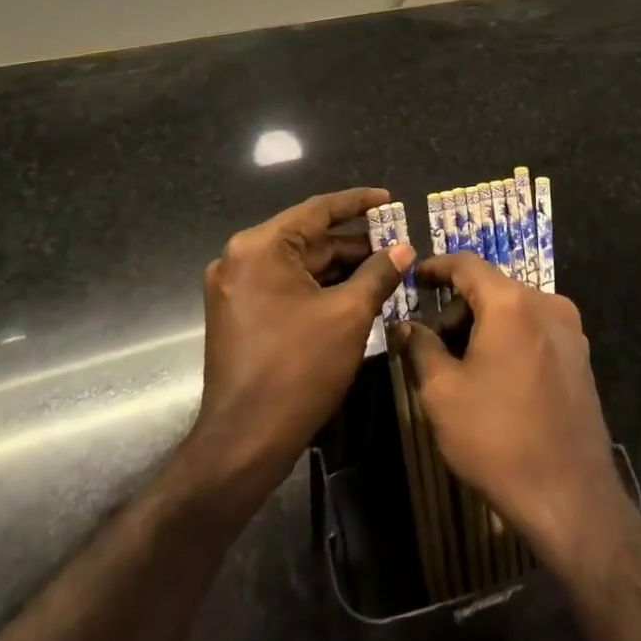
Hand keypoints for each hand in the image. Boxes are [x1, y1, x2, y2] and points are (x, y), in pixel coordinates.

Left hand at [186, 187, 410, 510]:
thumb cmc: (298, 369)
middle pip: (308, 238)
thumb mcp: (349, 315)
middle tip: (397, 242)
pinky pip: (286, 286)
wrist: (244, 442)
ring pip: (299, 265)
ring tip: (385, 267)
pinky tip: (356, 292)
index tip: (390, 199)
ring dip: (340, 267)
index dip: (358, 203)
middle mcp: (241, 258)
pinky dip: (320, 287)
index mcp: (261, 247)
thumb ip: (378, 273)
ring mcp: (236, 288)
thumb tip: (404, 248)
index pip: (318, 210)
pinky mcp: (240, 314)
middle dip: (354, 242)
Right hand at [392, 253, 629, 569]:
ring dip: (483, 325)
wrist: (571, 498)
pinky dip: (509, 339)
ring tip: (460, 365)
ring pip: (514, 310)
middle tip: (431, 342)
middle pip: (492, 288)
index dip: (436, 267)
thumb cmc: (497, 439)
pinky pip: (535, 331)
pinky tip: (494, 378)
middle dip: (457, 308)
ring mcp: (570, 331)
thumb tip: (405, 326)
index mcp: (511, 302)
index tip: (413, 277)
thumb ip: (420, 348)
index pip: (467, 264)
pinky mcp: (580, 358)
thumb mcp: (443, 393)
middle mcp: (547, 303)